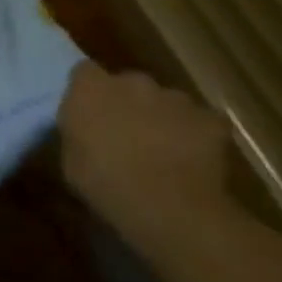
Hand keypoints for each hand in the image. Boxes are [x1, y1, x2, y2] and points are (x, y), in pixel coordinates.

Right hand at [59, 63, 235, 257]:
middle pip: (129, 84)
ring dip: (163, 117)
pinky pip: (202, 121)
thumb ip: (77, 134)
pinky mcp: (211, 120)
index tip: (91, 112)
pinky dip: (198, 134)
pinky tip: (195, 159)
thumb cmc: (106, 184)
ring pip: (166, 101)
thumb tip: (85, 132)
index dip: (90, 91)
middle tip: (129, 133)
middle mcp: (131, 82)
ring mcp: (174, 98)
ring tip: (165, 149)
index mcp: (89, 88)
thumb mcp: (70, 160)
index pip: (85, 72)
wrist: (170, 209)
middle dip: (129, 102)